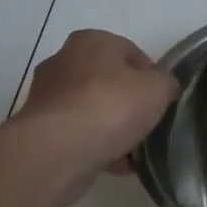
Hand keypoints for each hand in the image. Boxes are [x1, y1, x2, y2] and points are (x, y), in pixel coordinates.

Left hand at [9, 30, 177, 203]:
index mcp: (91, 41)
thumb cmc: (111, 107)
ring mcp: (47, 97)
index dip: (151, 76)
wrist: (57, 151)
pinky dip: (96, 147)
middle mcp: (63, 61)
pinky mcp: (39, 129)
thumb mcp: (158, 88)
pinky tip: (116, 165)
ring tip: (134, 151)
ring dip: (113, 128)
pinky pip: (78, 135)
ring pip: (92, 110)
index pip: (131, 52)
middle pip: (109, 81)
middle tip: (148, 123)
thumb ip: (166, 83)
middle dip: (129, 103)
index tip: (163, 100)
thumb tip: (165, 87)